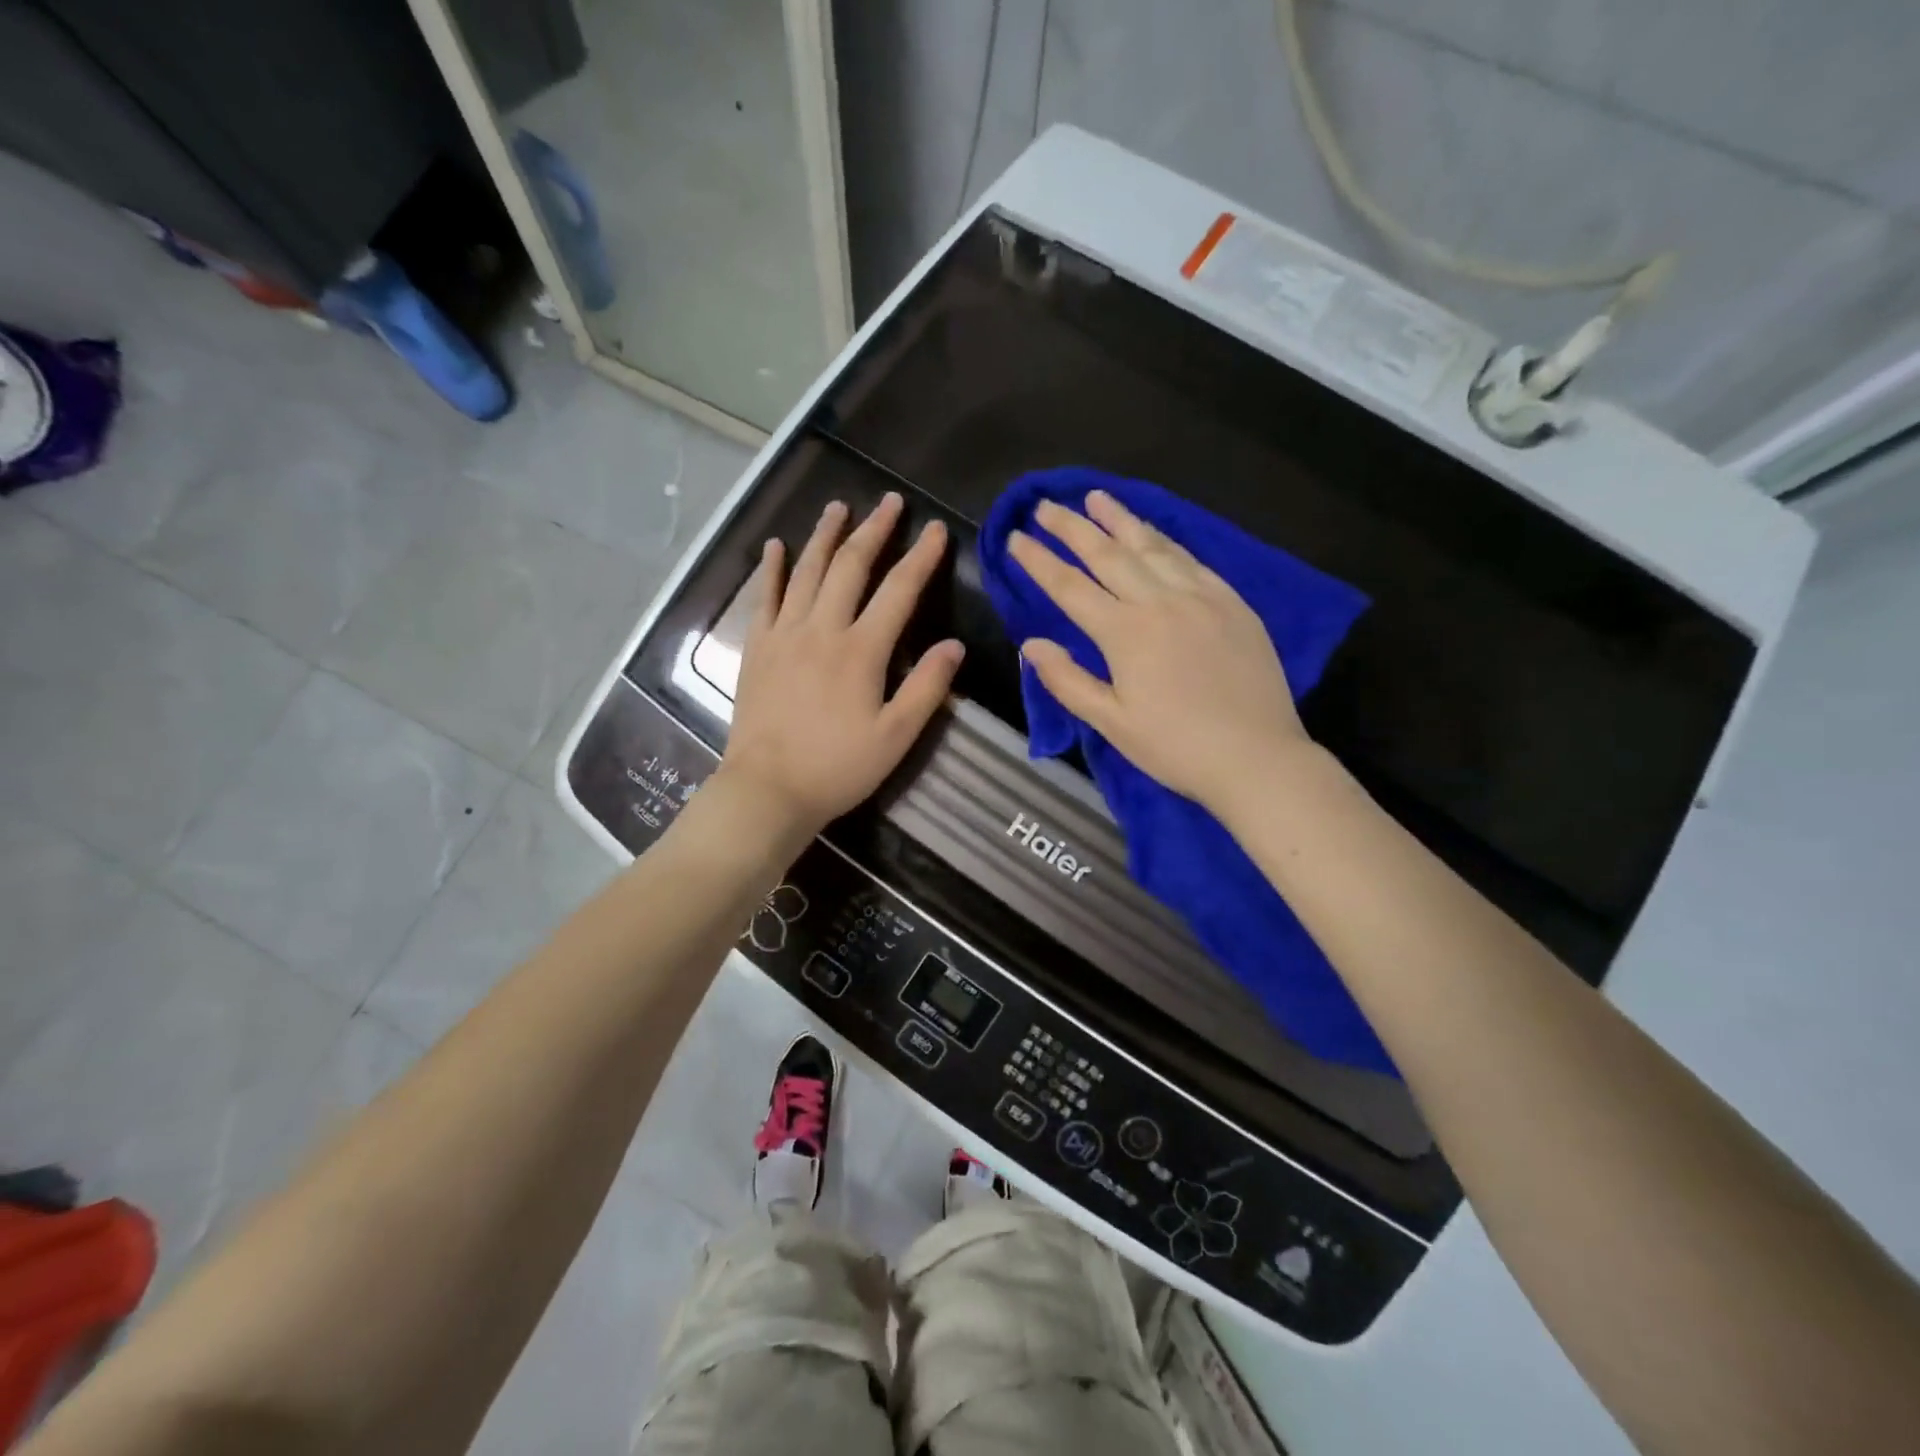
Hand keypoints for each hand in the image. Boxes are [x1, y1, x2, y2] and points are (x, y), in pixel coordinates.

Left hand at [718, 493, 963, 841]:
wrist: (767, 789)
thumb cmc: (838, 767)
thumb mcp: (896, 736)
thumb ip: (926, 688)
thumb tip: (953, 645)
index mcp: (861, 650)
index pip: (899, 591)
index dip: (921, 557)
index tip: (937, 530)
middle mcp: (822, 629)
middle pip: (850, 566)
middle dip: (874, 530)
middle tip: (890, 502)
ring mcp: (784, 634)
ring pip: (807, 571)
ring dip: (825, 535)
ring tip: (839, 506)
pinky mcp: (757, 647)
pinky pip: (765, 597)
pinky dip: (772, 568)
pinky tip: (777, 546)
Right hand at [1009, 490, 1309, 809]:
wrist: (1257, 757)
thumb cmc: (1176, 747)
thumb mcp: (1112, 723)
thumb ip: (1068, 681)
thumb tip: (1031, 644)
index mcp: (1125, 633)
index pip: (1070, 587)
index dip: (1039, 561)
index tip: (1015, 539)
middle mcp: (1160, 602)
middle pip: (1108, 554)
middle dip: (1072, 528)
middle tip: (1046, 506)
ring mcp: (1201, 597)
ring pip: (1152, 547)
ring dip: (1119, 520)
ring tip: (1095, 498)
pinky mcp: (1232, 602)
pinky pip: (1191, 560)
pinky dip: (1165, 540)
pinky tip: (1152, 532)